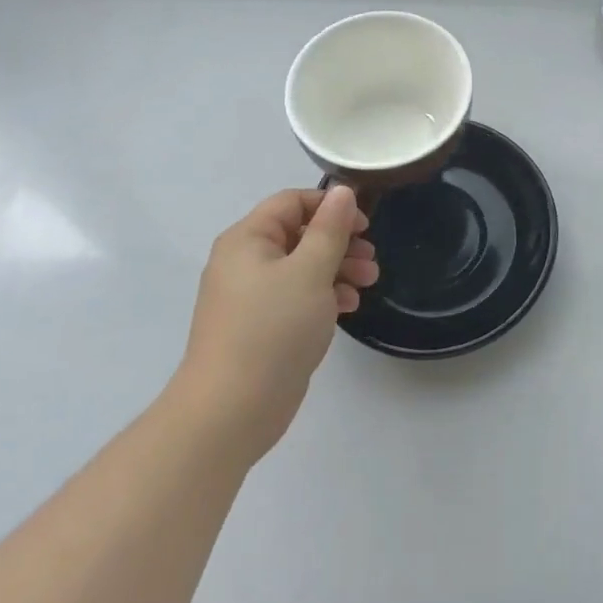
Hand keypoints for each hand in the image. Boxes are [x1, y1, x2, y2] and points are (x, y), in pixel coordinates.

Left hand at [177, 187, 378, 460]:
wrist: (230, 411)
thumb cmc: (273, 329)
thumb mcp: (310, 272)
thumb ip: (330, 229)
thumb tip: (342, 191)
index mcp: (247, 239)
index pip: (292, 202)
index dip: (330, 206)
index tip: (364, 225)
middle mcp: (244, 262)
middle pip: (299, 234)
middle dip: (339, 242)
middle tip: (371, 258)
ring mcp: (251, 297)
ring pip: (301, 267)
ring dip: (337, 269)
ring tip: (368, 283)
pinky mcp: (260, 327)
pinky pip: (296, 296)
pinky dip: (323, 295)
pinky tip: (347, 308)